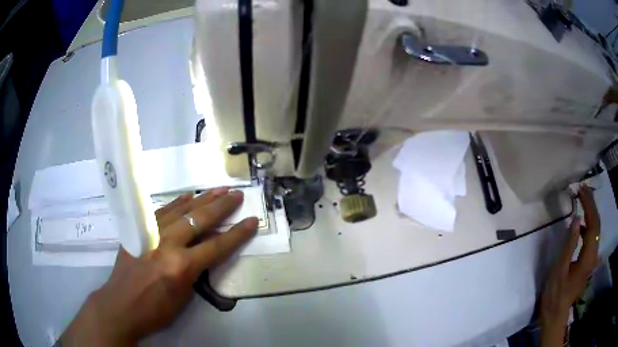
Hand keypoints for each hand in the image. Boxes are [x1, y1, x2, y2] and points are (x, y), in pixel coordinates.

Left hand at [61, 188, 257, 345]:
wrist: (120, 305)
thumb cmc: (154, 310)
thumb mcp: (183, 298)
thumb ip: (194, 272)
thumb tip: (202, 253)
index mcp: (181, 267)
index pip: (216, 245)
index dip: (237, 233)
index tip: (252, 220)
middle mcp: (167, 245)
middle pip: (199, 220)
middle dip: (221, 206)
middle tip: (236, 194)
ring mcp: (151, 234)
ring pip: (180, 210)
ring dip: (201, 199)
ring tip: (218, 189)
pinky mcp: (139, 230)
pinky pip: (161, 211)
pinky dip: (177, 203)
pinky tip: (188, 196)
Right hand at [540, 186, 599, 345]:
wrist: (556, 314)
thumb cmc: (555, 294)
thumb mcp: (560, 270)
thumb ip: (569, 245)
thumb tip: (577, 219)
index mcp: (588, 257)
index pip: (593, 224)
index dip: (589, 205)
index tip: (581, 190)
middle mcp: (593, 255)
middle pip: (597, 224)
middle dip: (591, 204)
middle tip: (583, 189)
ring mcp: (592, 258)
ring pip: (596, 230)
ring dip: (591, 212)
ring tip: (583, 200)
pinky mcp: (588, 261)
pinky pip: (592, 237)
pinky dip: (589, 224)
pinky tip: (582, 222)